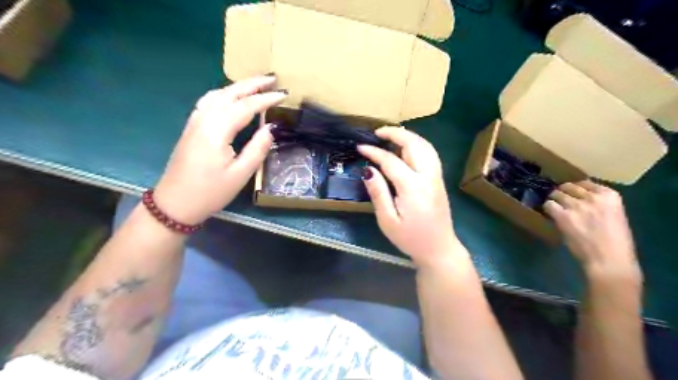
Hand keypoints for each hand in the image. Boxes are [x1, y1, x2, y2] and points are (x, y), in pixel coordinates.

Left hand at [154, 76, 284, 224]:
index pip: (246, 106)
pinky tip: (231, 97)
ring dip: (237, 86)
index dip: (266, 99)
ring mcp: (194, 122)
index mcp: (217, 130)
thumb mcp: (240, 174)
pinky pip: (208, 101)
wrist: (176, 203)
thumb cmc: (210, 192)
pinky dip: (223, 94)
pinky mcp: (191, 127)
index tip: (284, 94)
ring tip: (256, 84)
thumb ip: (258, 148)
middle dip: (252, 84)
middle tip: (273, 78)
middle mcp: (204, 119)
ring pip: (217, 94)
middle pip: (229, 93)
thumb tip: (271, 128)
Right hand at [360, 127, 460, 266]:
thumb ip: (378, 193)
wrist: (439, 249)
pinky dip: (417, 144)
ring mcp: (436, 177)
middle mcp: (427, 176)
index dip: (374, 152)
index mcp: (412, 187)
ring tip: (390, 136)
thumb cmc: (410, 238)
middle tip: (377, 132)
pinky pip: (430, 153)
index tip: (360, 147)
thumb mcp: (387, 221)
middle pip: (414, 144)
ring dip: (408, 136)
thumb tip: (367, 170)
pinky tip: (407, 148)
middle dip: (395, 133)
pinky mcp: (439, 180)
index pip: (390, 161)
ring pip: (425, 146)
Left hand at [545, 181, 639, 278]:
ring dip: (554, 199)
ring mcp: (576, 205)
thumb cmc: (615, 242)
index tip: (571, 193)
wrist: (609, 260)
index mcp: (610, 196)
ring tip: (554, 207)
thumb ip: (599, 204)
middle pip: (568, 186)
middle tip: (559, 199)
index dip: (575, 188)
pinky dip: (547, 208)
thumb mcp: (614, 215)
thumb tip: (579, 198)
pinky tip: (550, 214)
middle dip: (562, 192)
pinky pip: (549, 205)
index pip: (586, 182)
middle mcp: (593, 197)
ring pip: (556, 193)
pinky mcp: (562, 215)